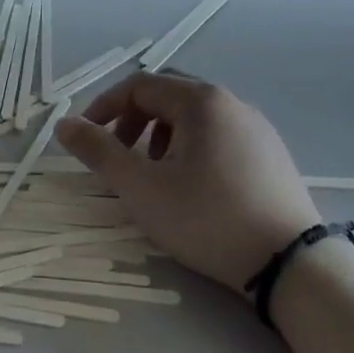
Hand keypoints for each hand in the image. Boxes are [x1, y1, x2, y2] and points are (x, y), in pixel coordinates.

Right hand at [57, 74, 320, 292]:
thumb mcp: (141, 187)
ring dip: (160, 137)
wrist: (290, 266)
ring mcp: (256, 128)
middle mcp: (231, 103)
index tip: (86, 139)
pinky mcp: (271, 155)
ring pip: (193, 117)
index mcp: (200, 100)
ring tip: (154, 176)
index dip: (104, 107)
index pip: (139, 86)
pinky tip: (192, 187)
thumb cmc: (207, 218)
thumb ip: (98, 151)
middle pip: (167, 97)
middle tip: (119, 157)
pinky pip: (218, 135)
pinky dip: (191, 148)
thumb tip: (63, 124)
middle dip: (133, 122)